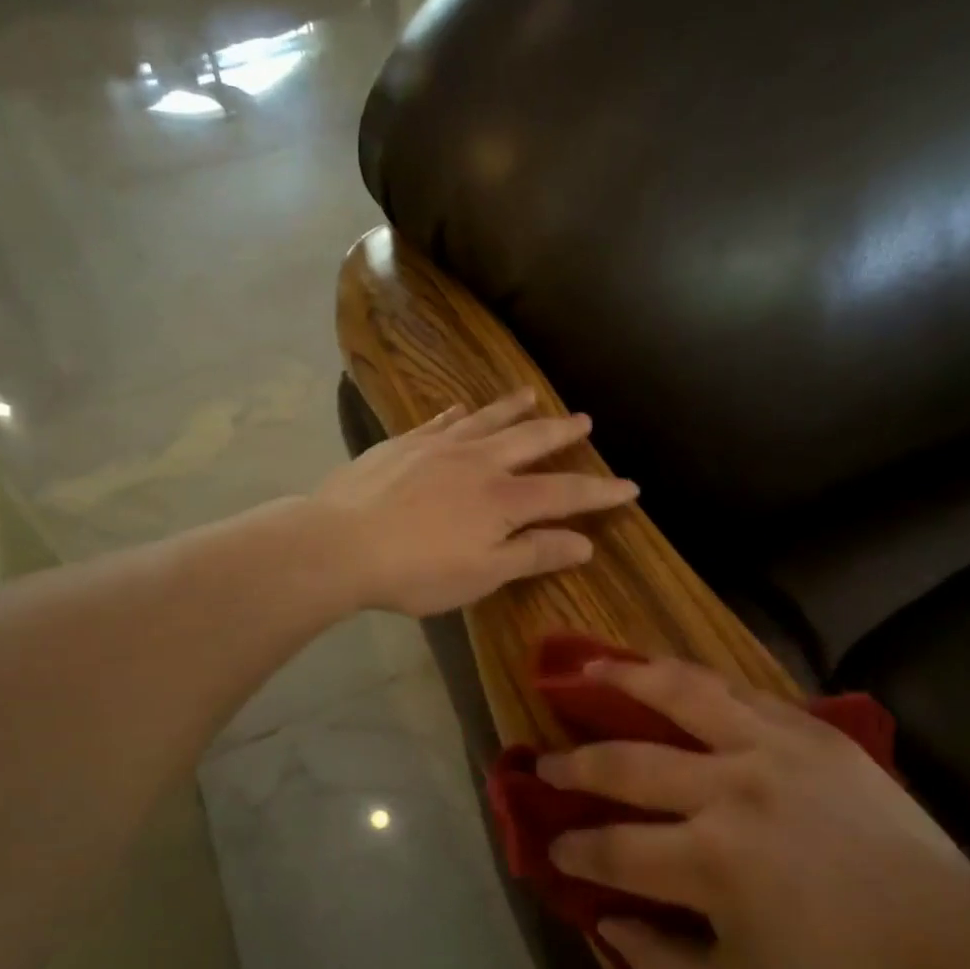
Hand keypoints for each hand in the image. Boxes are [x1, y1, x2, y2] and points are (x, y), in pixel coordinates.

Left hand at [313, 389, 639, 617]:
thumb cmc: (416, 571)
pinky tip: (461, 409)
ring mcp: (437, 447)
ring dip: (512, 407)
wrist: (340, 544)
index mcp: (503, 499)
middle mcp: (477, 462)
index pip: (565, 493)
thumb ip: (534, 554)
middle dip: (561, 432)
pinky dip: (457, 415)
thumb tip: (585, 543)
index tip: (629, 486)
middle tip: (585, 420)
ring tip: (531, 393)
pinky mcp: (402, 443)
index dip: (600, 492)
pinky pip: (439, 421)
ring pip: (486, 420)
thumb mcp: (483, 574)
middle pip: (530, 441)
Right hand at [542, 659, 969, 968]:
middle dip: (574, 765)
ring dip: (623, 678)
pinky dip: (691, 679)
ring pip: (679, 694)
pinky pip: (737, 690)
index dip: (573, 850)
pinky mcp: (808, 729)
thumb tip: (603, 920)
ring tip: (587, 668)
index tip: (553, 846)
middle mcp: (729, 789)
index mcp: (711, 861)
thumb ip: (659, 963)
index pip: (613, 848)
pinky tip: (666, 672)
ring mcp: (770, 748)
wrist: (954, 944)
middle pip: (627, 763)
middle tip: (544, 763)